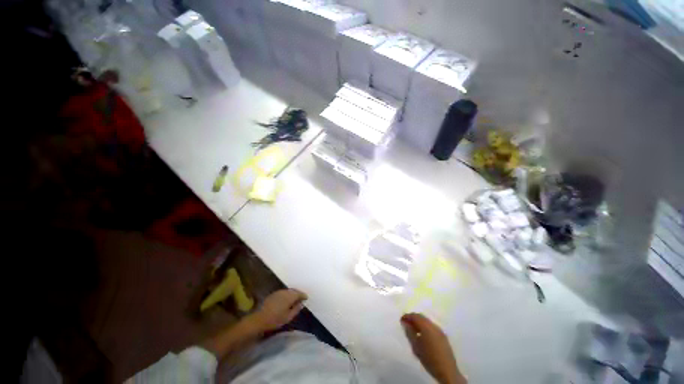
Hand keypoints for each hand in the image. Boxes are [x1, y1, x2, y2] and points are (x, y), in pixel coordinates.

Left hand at [251, 289, 307, 332]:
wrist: (259, 319)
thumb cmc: (275, 319)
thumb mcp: (288, 317)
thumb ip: (296, 309)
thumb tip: (301, 304)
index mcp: (290, 296)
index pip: (299, 293)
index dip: (303, 296)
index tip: (306, 298)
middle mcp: (285, 292)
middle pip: (294, 291)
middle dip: (298, 294)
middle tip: (301, 299)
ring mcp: (278, 292)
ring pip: (288, 291)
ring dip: (292, 294)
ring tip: (294, 299)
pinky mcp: (273, 294)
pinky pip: (283, 292)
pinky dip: (287, 295)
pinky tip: (286, 300)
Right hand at [401, 313, 465, 383]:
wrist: (447, 371)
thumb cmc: (429, 358)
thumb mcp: (416, 346)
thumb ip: (409, 333)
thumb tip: (405, 323)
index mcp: (427, 326)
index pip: (415, 316)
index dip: (407, 316)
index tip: (401, 320)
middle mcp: (434, 326)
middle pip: (422, 317)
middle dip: (413, 318)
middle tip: (406, 324)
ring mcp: (440, 331)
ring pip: (427, 322)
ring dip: (419, 323)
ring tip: (413, 330)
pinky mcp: (443, 337)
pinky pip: (432, 327)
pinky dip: (425, 327)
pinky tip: (422, 335)